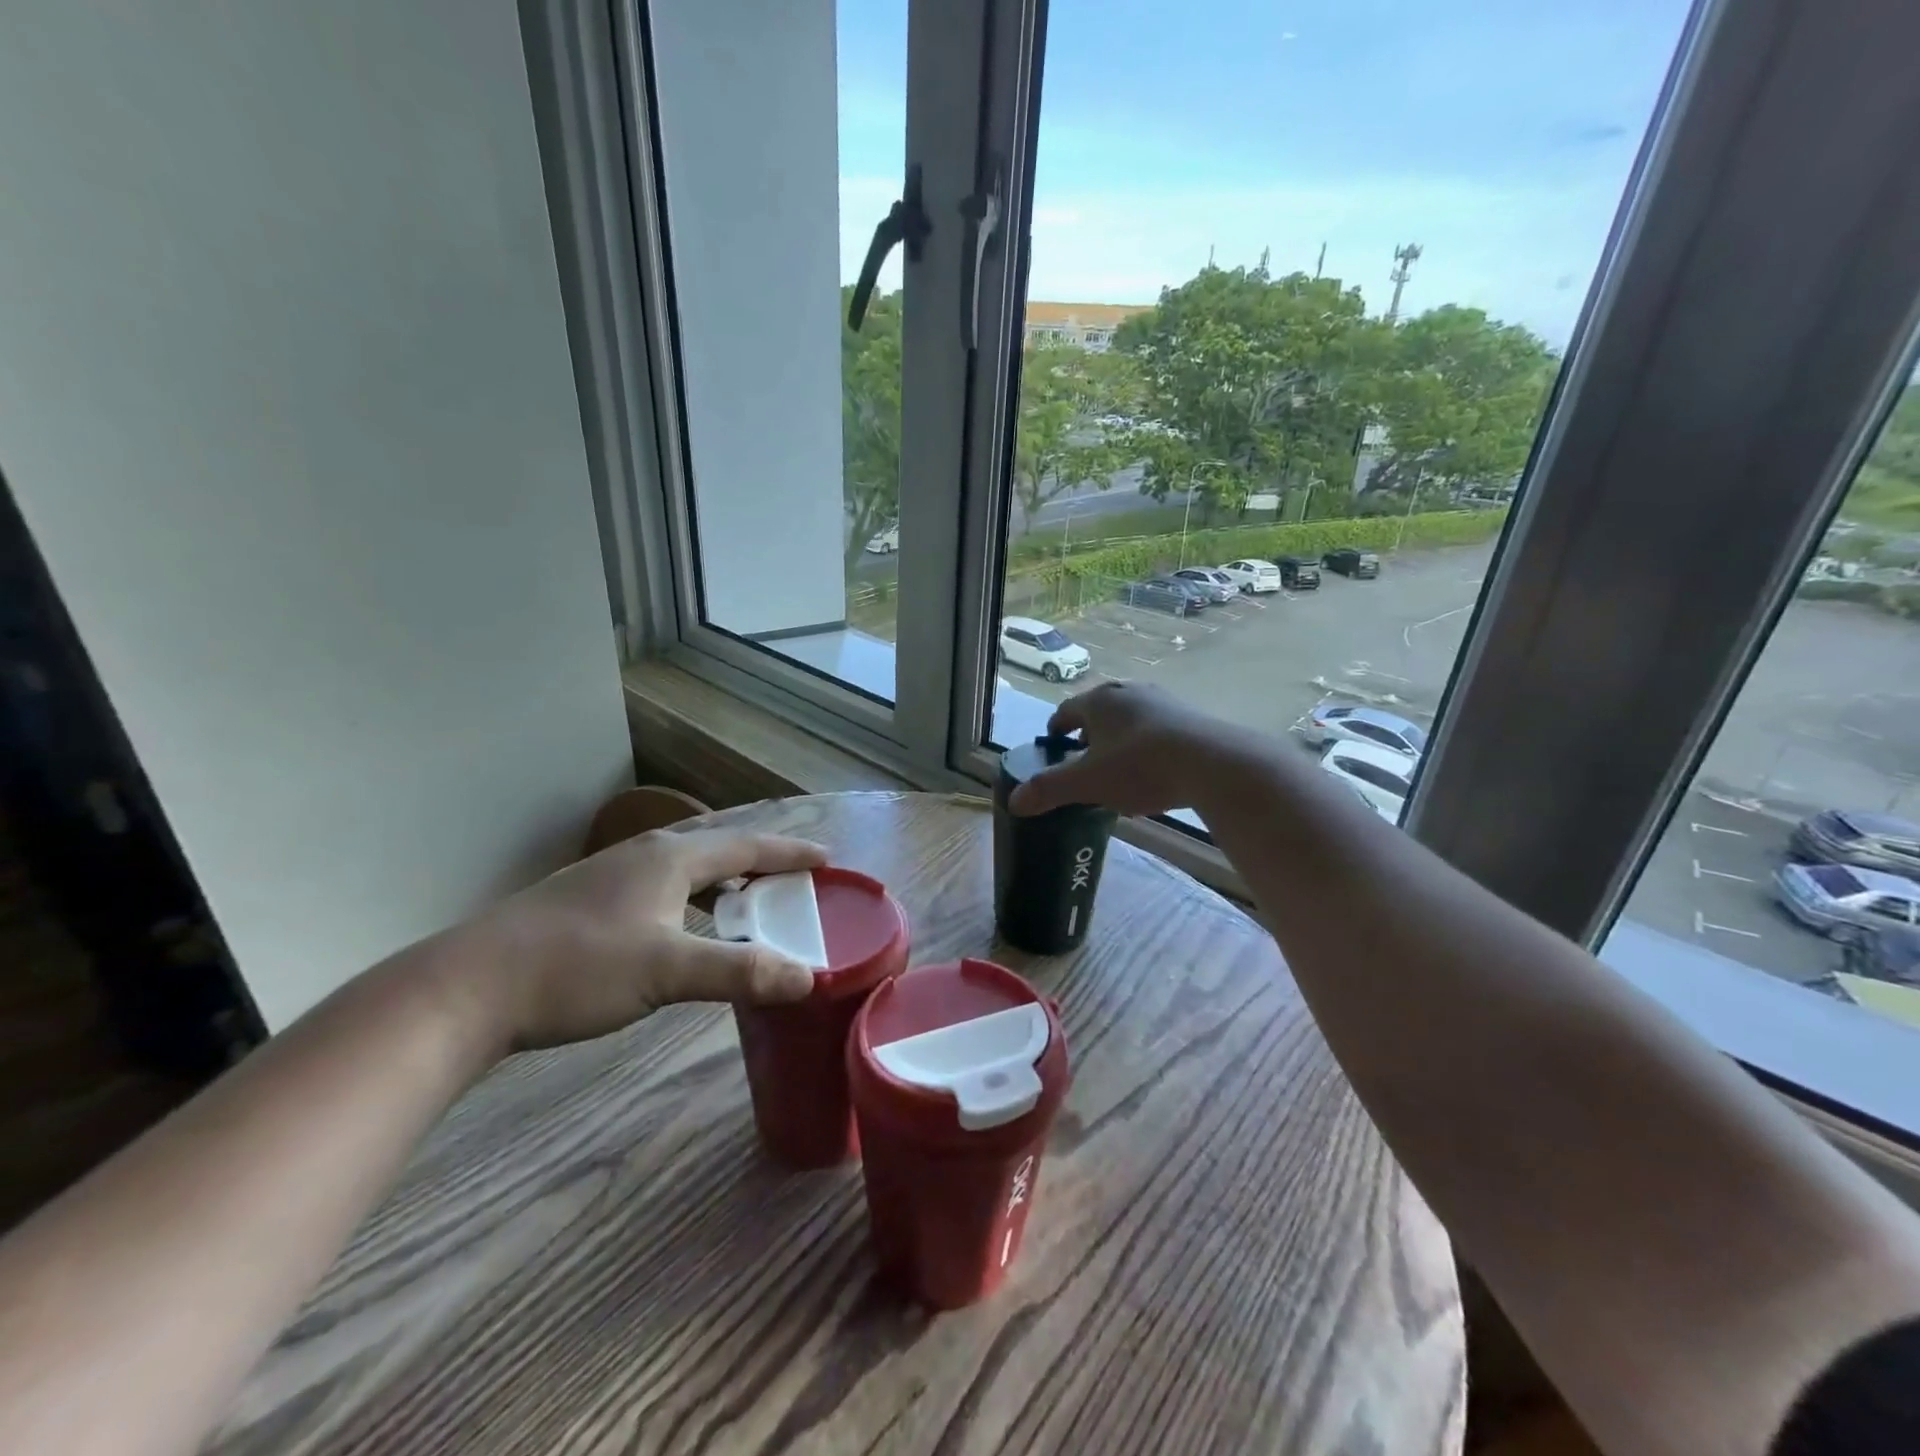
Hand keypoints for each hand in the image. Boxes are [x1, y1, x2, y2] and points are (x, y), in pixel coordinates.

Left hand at [468, 828, 828, 1050]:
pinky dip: (691, 898)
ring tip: (747, 902)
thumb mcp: (667, 970)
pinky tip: (682, 926)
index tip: (827, 858)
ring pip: (684, 867)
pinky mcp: (587, 900)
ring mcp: (610, 874)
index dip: (789, 852)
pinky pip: (660, 886)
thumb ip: (740, 972)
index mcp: (670, 858)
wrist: (468, 987)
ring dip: (723, 880)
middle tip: (795, 880)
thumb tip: (808, 979)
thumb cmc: (577, 968)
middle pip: (717, 848)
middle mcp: (644, 854)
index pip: (746, 845)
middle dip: (760, 861)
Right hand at [1010, 682, 1231, 818]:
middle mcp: (1129, 692)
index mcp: (1099, 701)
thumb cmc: (1139, 767)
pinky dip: (1147, 745)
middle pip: (1099, 712)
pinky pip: (1157, 728)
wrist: (1211, 764)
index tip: (1052, 746)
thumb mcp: (1087, 783)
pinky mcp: (1190, 716)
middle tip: (1083, 762)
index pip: (1066, 711)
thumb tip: (1014, 801)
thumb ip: (1049, 790)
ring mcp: (1163, 701)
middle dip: (1088, 735)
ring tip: (1117, 768)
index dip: (1056, 729)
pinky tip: (1153, 771)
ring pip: (1130, 718)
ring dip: (1119, 739)